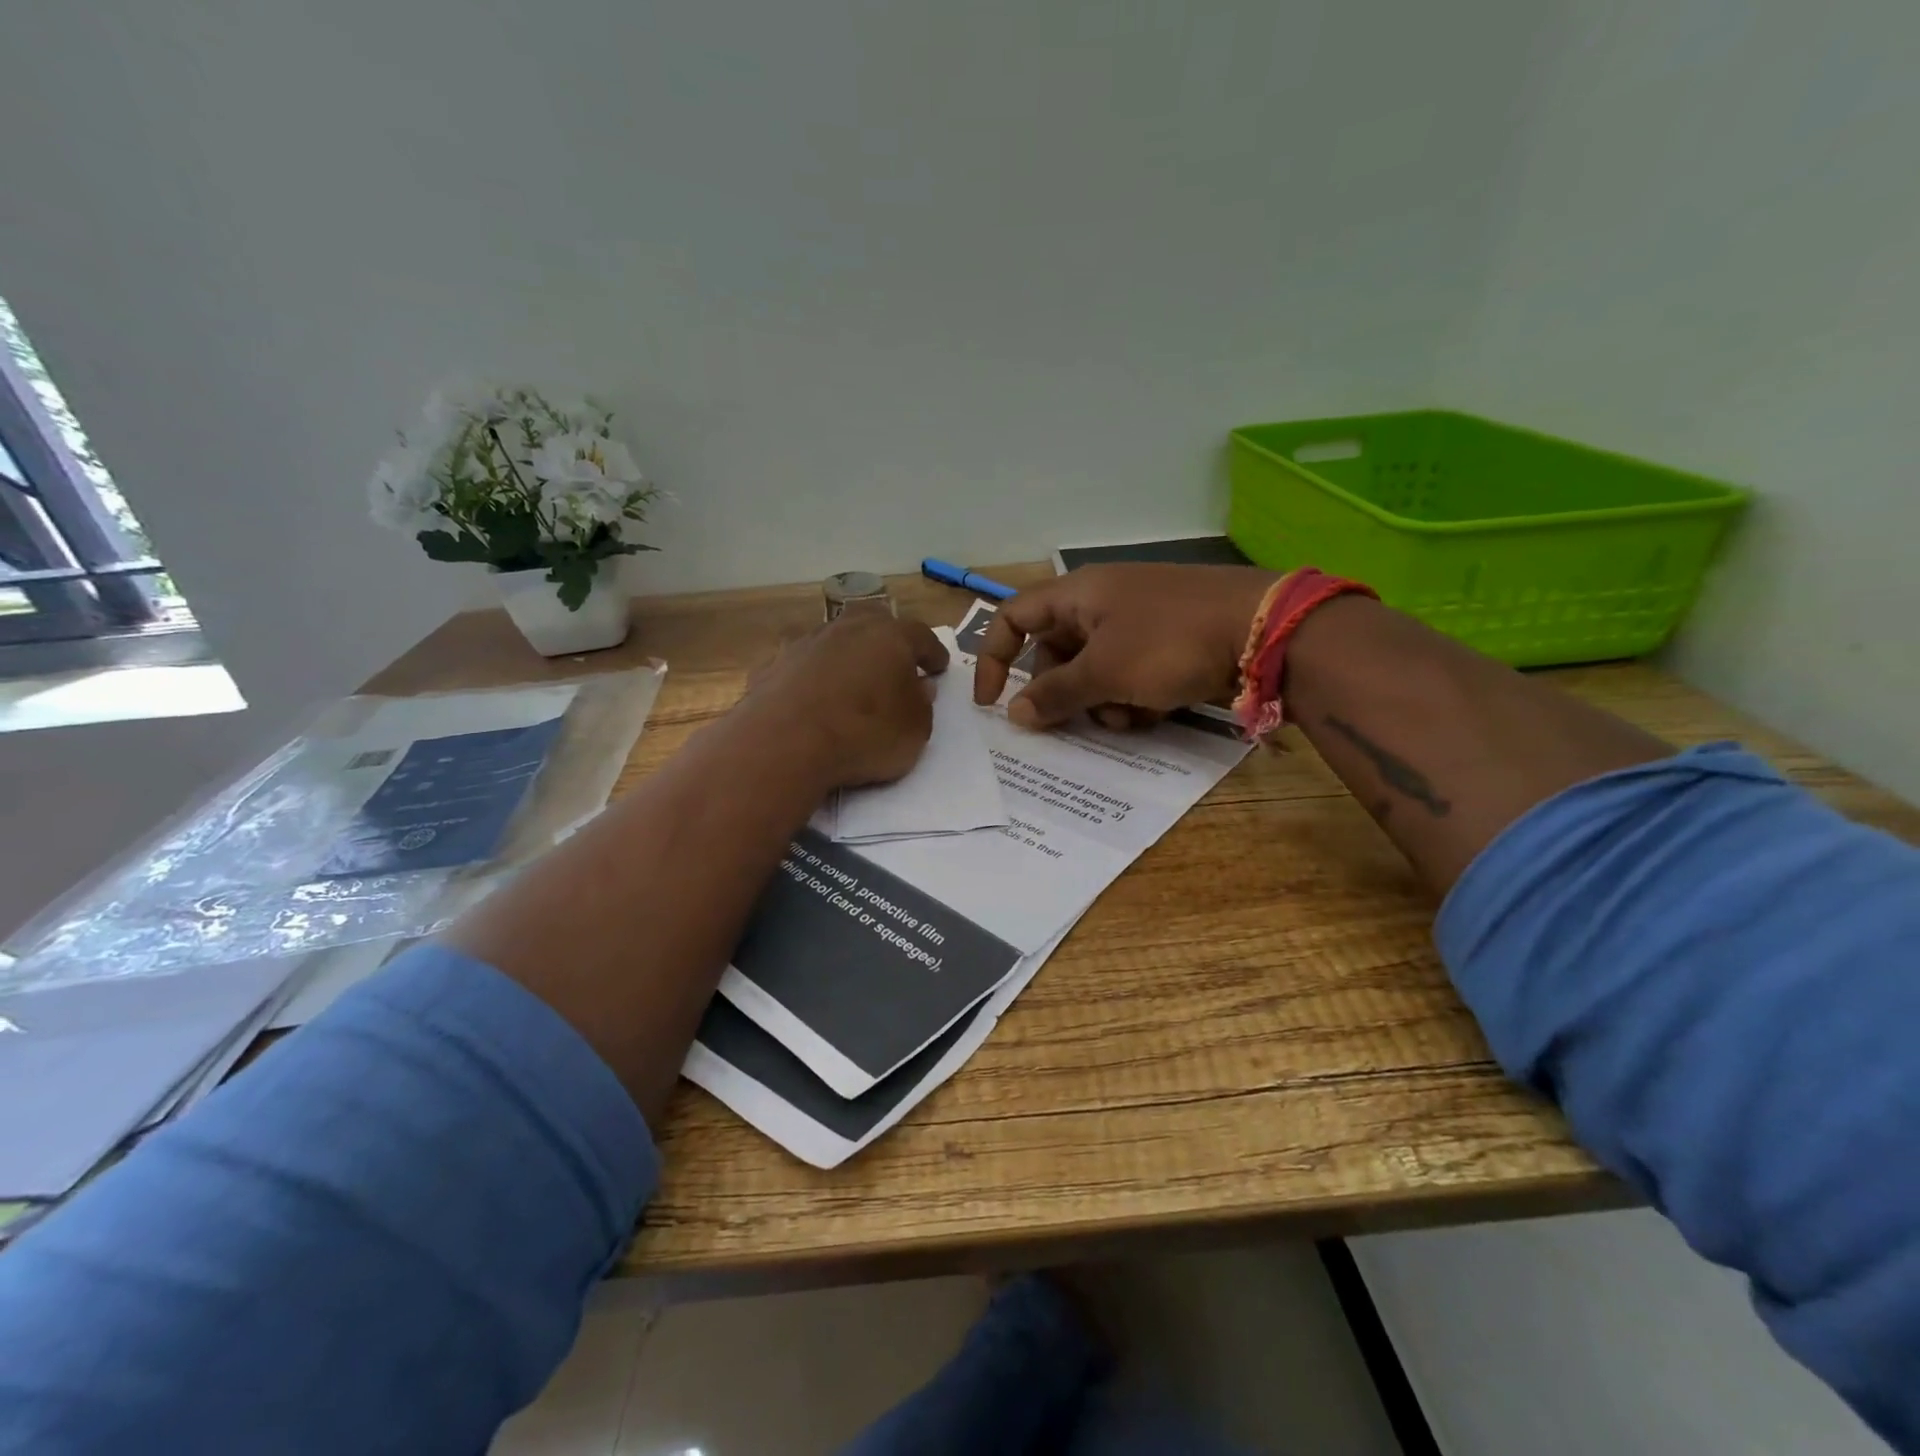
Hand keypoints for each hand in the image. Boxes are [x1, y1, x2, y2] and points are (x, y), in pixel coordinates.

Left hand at [748, 610, 949, 787]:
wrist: (785, 743)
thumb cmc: (865, 734)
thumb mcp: (915, 730)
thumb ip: (921, 705)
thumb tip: (918, 687)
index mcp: (890, 636)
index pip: (921, 636)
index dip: (932, 652)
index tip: (938, 667)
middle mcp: (847, 628)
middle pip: (873, 622)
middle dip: (886, 640)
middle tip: (893, 662)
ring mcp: (805, 643)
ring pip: (833, 639)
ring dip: (845, 655)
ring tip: (850, 681)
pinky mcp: (772, 665)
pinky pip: (801, 665)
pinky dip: (811, 676)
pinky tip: (811, 698)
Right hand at [972, 564, 1276, 729]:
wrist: (1264, 631)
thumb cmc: (1170, 642)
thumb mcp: (1105, 672)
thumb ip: (1055, 694)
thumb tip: (1015, 713)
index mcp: (1077, 595)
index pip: (1012, 618)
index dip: (993, 658)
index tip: (991, 704)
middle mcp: (1100, 604)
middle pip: (1053, 652)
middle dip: (1060, 691)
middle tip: (1069, 722)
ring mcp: (1135, 623)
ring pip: (1092, 670)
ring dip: (1098, 701)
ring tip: (1124, 717)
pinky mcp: (1164, 644)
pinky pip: (1126, 675)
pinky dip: (1130, 698)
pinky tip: (1151, 713)